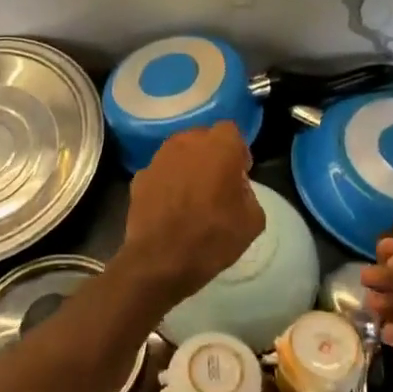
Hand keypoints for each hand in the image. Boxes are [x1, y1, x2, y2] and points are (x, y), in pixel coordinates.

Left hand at [116, 124, 263, 302]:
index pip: (231, 131)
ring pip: (178, 152)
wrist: (161, 260)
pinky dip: (167, 183)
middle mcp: (185, 143)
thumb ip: (248, 192)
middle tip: (217, 183)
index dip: (237, 151)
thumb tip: (236, 187)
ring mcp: (158, 159)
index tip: (239, 174)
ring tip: (192, 194)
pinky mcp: (139, 177)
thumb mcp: (253, 220)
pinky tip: (170, 207)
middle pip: (202, 138)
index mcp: (218, 147)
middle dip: (211, 155)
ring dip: (187, 166)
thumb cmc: (213, 238)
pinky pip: (160, 172)